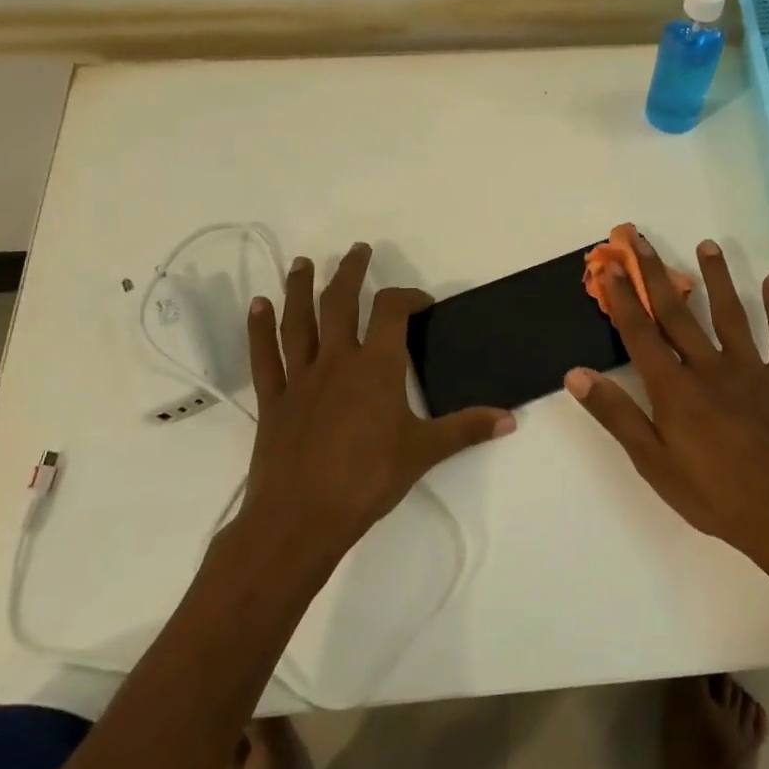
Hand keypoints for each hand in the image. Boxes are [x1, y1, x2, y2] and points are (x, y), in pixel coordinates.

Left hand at [236, 243, 514, 560]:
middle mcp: (337, 360)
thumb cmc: (367, 480)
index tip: (421, 303)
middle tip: (357, 250)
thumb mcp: (424, 452)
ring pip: (299, 321)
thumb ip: (467, 429)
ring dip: (301, 288)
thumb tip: (510, 419)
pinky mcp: (274, 400)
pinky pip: (265, 357)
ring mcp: (301, 378)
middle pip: (340, 302)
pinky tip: (258, 306)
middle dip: (350, 272)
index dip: (407, 297)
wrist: (301, 518)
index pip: (392, 311)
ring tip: (302, 262)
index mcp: (377, 366)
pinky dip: (259, 329)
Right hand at [565, 230, 768, 562]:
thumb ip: (617, 416)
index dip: (623, 297)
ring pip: (730, 314)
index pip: (641, 333)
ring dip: (717, 277)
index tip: (610, 265)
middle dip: (655, 273)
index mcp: (675, 389)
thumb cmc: (715, 495)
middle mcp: (710, 367)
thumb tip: (576, 374)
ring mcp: (752, 370)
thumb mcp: (654, 463)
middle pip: (678, 312)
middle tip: (640, 238)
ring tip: (707, 245)